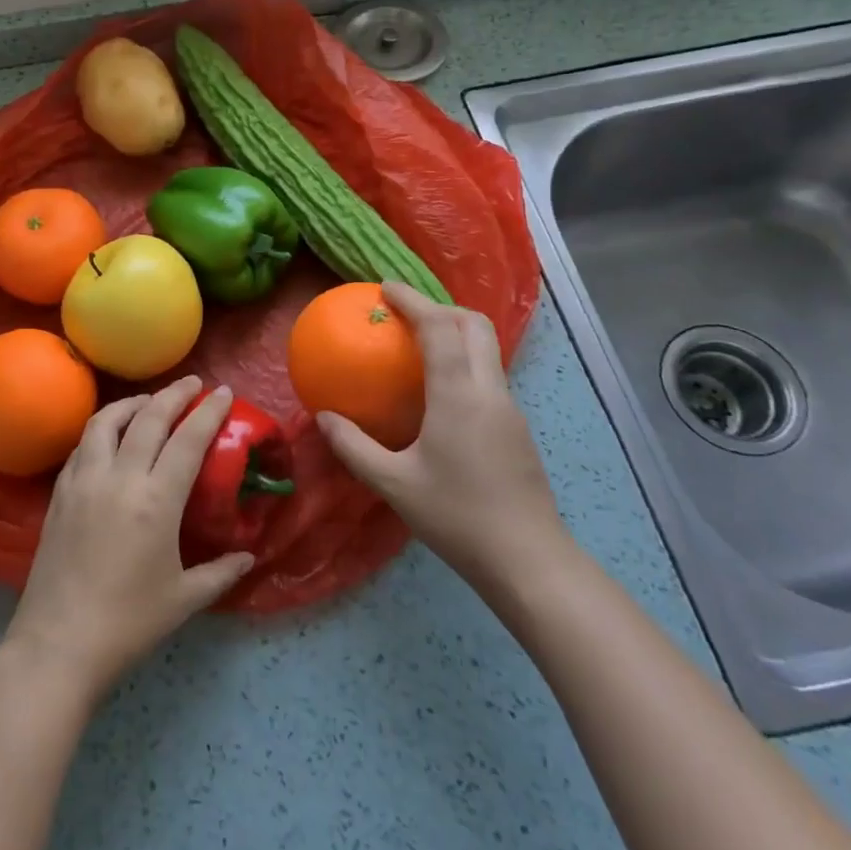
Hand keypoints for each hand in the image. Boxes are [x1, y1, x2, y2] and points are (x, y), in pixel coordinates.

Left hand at [1, 376, 255, 703]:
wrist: (58, 644)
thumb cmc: (128, 623)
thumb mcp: (184, 600)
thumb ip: (221, 572)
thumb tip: (248, 557)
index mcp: (156, 501)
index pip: (188, 439)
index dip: (209, 411)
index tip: (223, 391)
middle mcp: (120, 478)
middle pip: (149, 417)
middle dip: (174, 394)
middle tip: (193, 384)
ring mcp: (84, 481)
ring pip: (107, 421)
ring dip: (133, 403)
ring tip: (149, 403)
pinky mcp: (60, 492)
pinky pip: (83, 445)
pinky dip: (102, 429)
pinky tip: (111, 437)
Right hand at [318, 282, 570, 583]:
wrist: (528, 561)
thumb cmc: (456, 517)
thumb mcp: (393, 484)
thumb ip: (354, 447)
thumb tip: (322, 418)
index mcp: (459, 395)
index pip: (439, 326)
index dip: (412, 300)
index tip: (384, 288)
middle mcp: (489, 390)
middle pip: (473, 324)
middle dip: (440, 306)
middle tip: (404, 314)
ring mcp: (509, 408)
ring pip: (487, 348)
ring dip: (455, 332)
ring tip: (419, 344)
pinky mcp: (517, 427)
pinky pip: (488, 373)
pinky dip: (463, 360)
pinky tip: (440, 391)